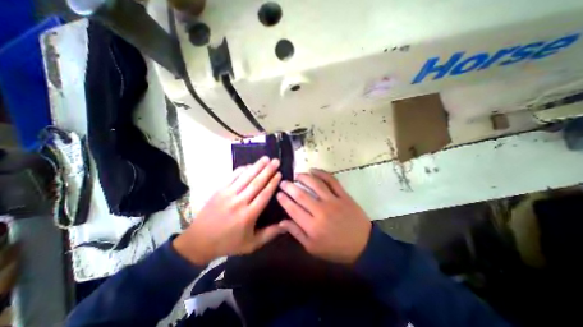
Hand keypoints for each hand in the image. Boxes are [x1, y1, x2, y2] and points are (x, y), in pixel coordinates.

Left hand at [171, 156, 283, 264]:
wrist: (199, 241)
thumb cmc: (228, 243)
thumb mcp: (251, 244)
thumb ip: (270, 234)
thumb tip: (286, 224)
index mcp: (248, 215)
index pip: (264, 194)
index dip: (273, 183)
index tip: (279, 174)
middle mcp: (239, 202)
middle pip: (257, 182)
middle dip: (268, 170)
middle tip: (276, 161)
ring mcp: (228, 194)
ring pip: (246, 177)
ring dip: (256, 166)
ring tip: (266, 158)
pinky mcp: (219, 190)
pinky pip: (232, 176)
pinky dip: (242, 169)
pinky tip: (249, 165)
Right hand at [276, 170, 370, 264]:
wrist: (363, 245)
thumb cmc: (335, 249)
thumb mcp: (313, 248)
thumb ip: (296, 233)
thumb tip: (281, 222)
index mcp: (312, 226)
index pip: (293, 209)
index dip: (284, 200)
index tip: (278, 193)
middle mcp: (321, 211)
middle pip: (301, 195)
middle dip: (289, 187)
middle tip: (283, 182)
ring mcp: (333, 201)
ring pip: (315, 184)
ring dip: (304, 177)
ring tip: (296, 175)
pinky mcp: (343, 195)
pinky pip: (332, 181)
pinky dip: (322, 173)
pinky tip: (314, 170)